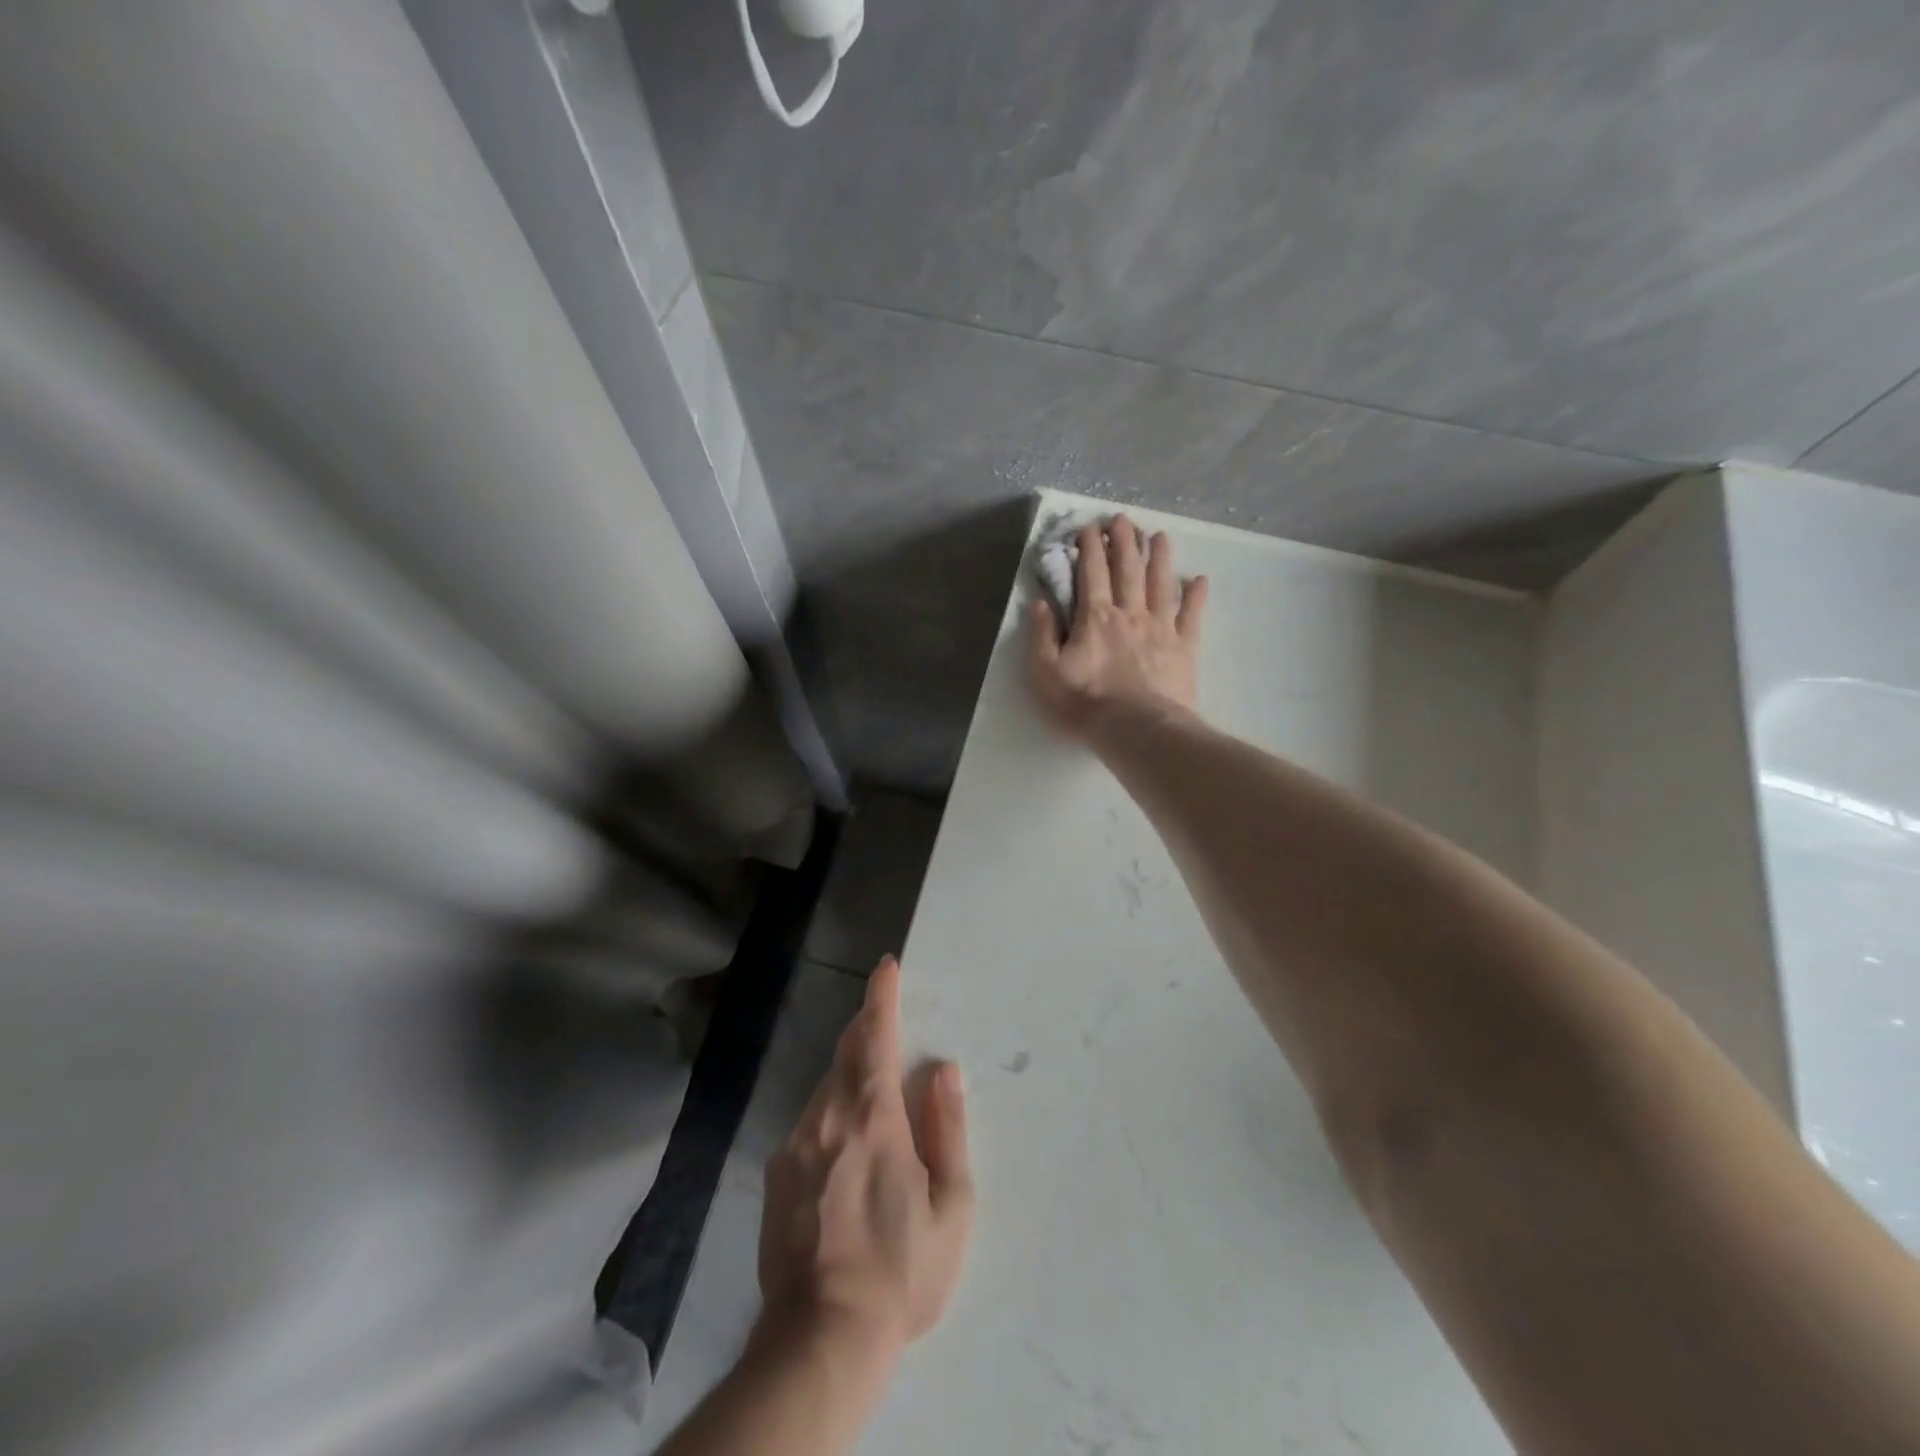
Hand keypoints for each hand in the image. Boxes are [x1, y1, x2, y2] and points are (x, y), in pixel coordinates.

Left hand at [757, 955, 973, 1363]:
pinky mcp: (776, 1173)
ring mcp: (794, 1144)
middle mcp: (827, 1116)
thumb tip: (942, 1068)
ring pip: (825, 1087)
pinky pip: (809, 1122)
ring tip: (873, 1093)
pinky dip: (831, 1112)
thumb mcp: (951, 1204)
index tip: (886, 967)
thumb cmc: (901, 1269)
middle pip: (845, 1053)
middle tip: (884, 1019)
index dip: (882, 997)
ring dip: (849, 1073)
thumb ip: (947, 1126)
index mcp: (872, 1116)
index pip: (875, 1036)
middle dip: (866, 1028)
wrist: (821, 1338)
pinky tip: (845, 1149)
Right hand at [1029, 515, 1207, 738]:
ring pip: (1160, 584)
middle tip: (1123, 519)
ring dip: (1159, 558)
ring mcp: (1160, 628)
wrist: (1136, 730)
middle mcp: (1129, 614)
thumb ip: (1042, 635)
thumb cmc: (1085, 704)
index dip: (1089, 548)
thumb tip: (1039, 602)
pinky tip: (1199, 580)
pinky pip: (1191, 616)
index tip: (1089, 527)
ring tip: (1159, 536)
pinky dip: (1196, 597)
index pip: (1091, 573)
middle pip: (1127, 570)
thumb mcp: (1045, 673)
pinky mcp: (1183, 648)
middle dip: (1123, 542)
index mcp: (1095, 618)